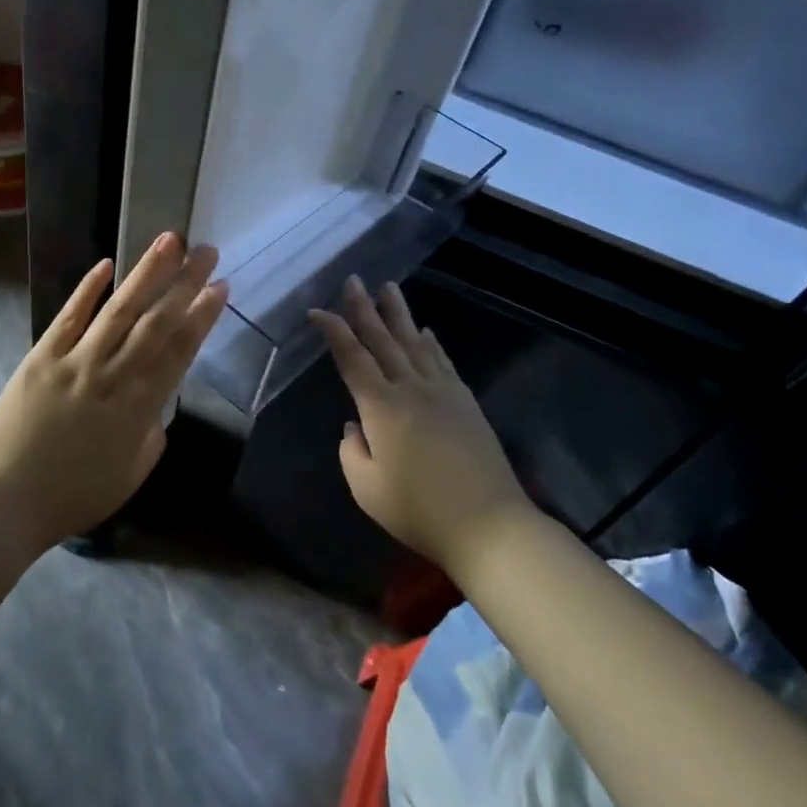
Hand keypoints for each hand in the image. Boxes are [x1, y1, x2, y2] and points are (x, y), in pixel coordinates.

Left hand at [0, 234, 228, 549]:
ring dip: (146, 273)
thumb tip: (156, 402)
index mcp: (139, 407)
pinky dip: (88, 289)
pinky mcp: (42, 356)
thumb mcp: (131, 474)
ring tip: (169, 241)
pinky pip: (69, 316)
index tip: (220, 286)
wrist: (6, 500)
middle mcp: (112, 375)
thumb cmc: (73, 496)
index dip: (202, 316)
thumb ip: (151, 433)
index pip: (179, 351)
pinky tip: (107, 264)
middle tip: (207, 250)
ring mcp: (75, 361)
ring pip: (119, 309)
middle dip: (185, 283)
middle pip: (156, 321)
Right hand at [309, 277, 533, 572]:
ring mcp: (443, 393)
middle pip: (383, 340)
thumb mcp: (367, 489)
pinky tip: (426, 331)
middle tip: (353, 280)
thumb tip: (355, 427)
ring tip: (388, 287)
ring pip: (415, 342)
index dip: (333, 331)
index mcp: (381, 407)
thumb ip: (351, 451)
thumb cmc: (419, 512)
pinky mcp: (466, 403)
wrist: (490, 526)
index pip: (351, 358)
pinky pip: (443, 362)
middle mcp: (411, 389)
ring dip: (399, 314)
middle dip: (364, 308)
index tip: (316, 311)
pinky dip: (431, 343)